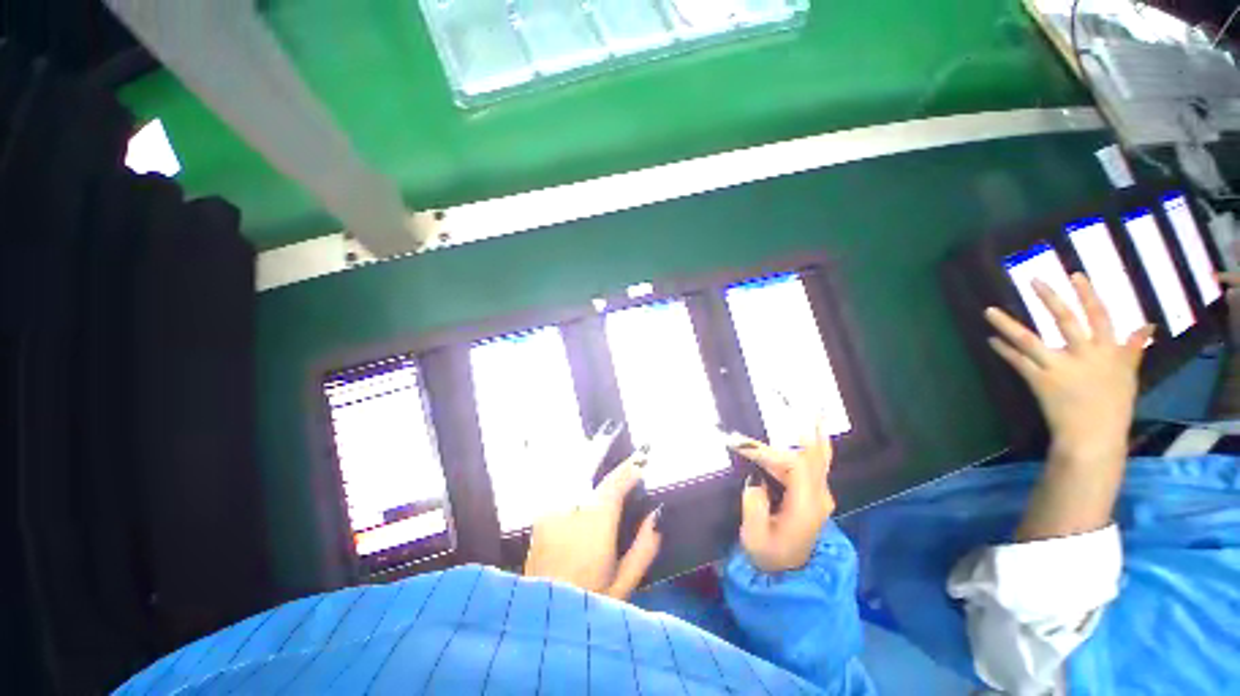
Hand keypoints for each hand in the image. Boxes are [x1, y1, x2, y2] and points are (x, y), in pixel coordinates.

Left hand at [523, 452, 661, 599]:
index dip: (629, 470)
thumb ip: (644, 546)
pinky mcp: (541, 519)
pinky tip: (584, 516)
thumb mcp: (624, 584)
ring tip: (607, 501)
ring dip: (595, 492)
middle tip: (629, 477)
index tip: (641, 462)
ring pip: (581, 491)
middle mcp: (571, 508)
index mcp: (596, 522)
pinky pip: (567, 500)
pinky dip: (579, 502)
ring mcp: (552, 511)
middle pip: (598, 485)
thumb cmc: (588, 605)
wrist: (540, 623)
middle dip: (614, 482)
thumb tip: (657, 514)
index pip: (615, 484)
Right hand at [729, 424, 834, 572]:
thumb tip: (755, 479)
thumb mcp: (755, 537)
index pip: (792, 466)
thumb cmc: (770, 557)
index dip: (768, 451)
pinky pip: (812, 461)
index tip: (741, 444)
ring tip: (805, 408)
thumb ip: (754, 505)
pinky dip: (809, 443)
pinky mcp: (813, 493)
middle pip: (810, 456)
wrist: (790, 576)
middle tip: (797, 410)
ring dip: (802, 435)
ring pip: (812, 457)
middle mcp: (819, 496)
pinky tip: (811, 428)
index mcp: (806, 506)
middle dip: (801, 433)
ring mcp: (819, 494)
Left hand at [985, 274, 1153, 457]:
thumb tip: (1148, 325)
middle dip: (1050, 299)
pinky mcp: (1039, 381)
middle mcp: (1085, 355)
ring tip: (988, 311)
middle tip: (1033, 280)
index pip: (1100, 316)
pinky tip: (991, 339)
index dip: (1088, 295)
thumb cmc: (1113, 406)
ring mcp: (1059, 368)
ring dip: (1007, 324)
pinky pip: (1017, 361)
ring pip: (1029, 339)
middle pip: (1066, 320)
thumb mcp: (1128, 375)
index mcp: (1109, 352)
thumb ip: (1133, 349)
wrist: (1093, 436)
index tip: (1075, 275)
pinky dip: (1004, 350)